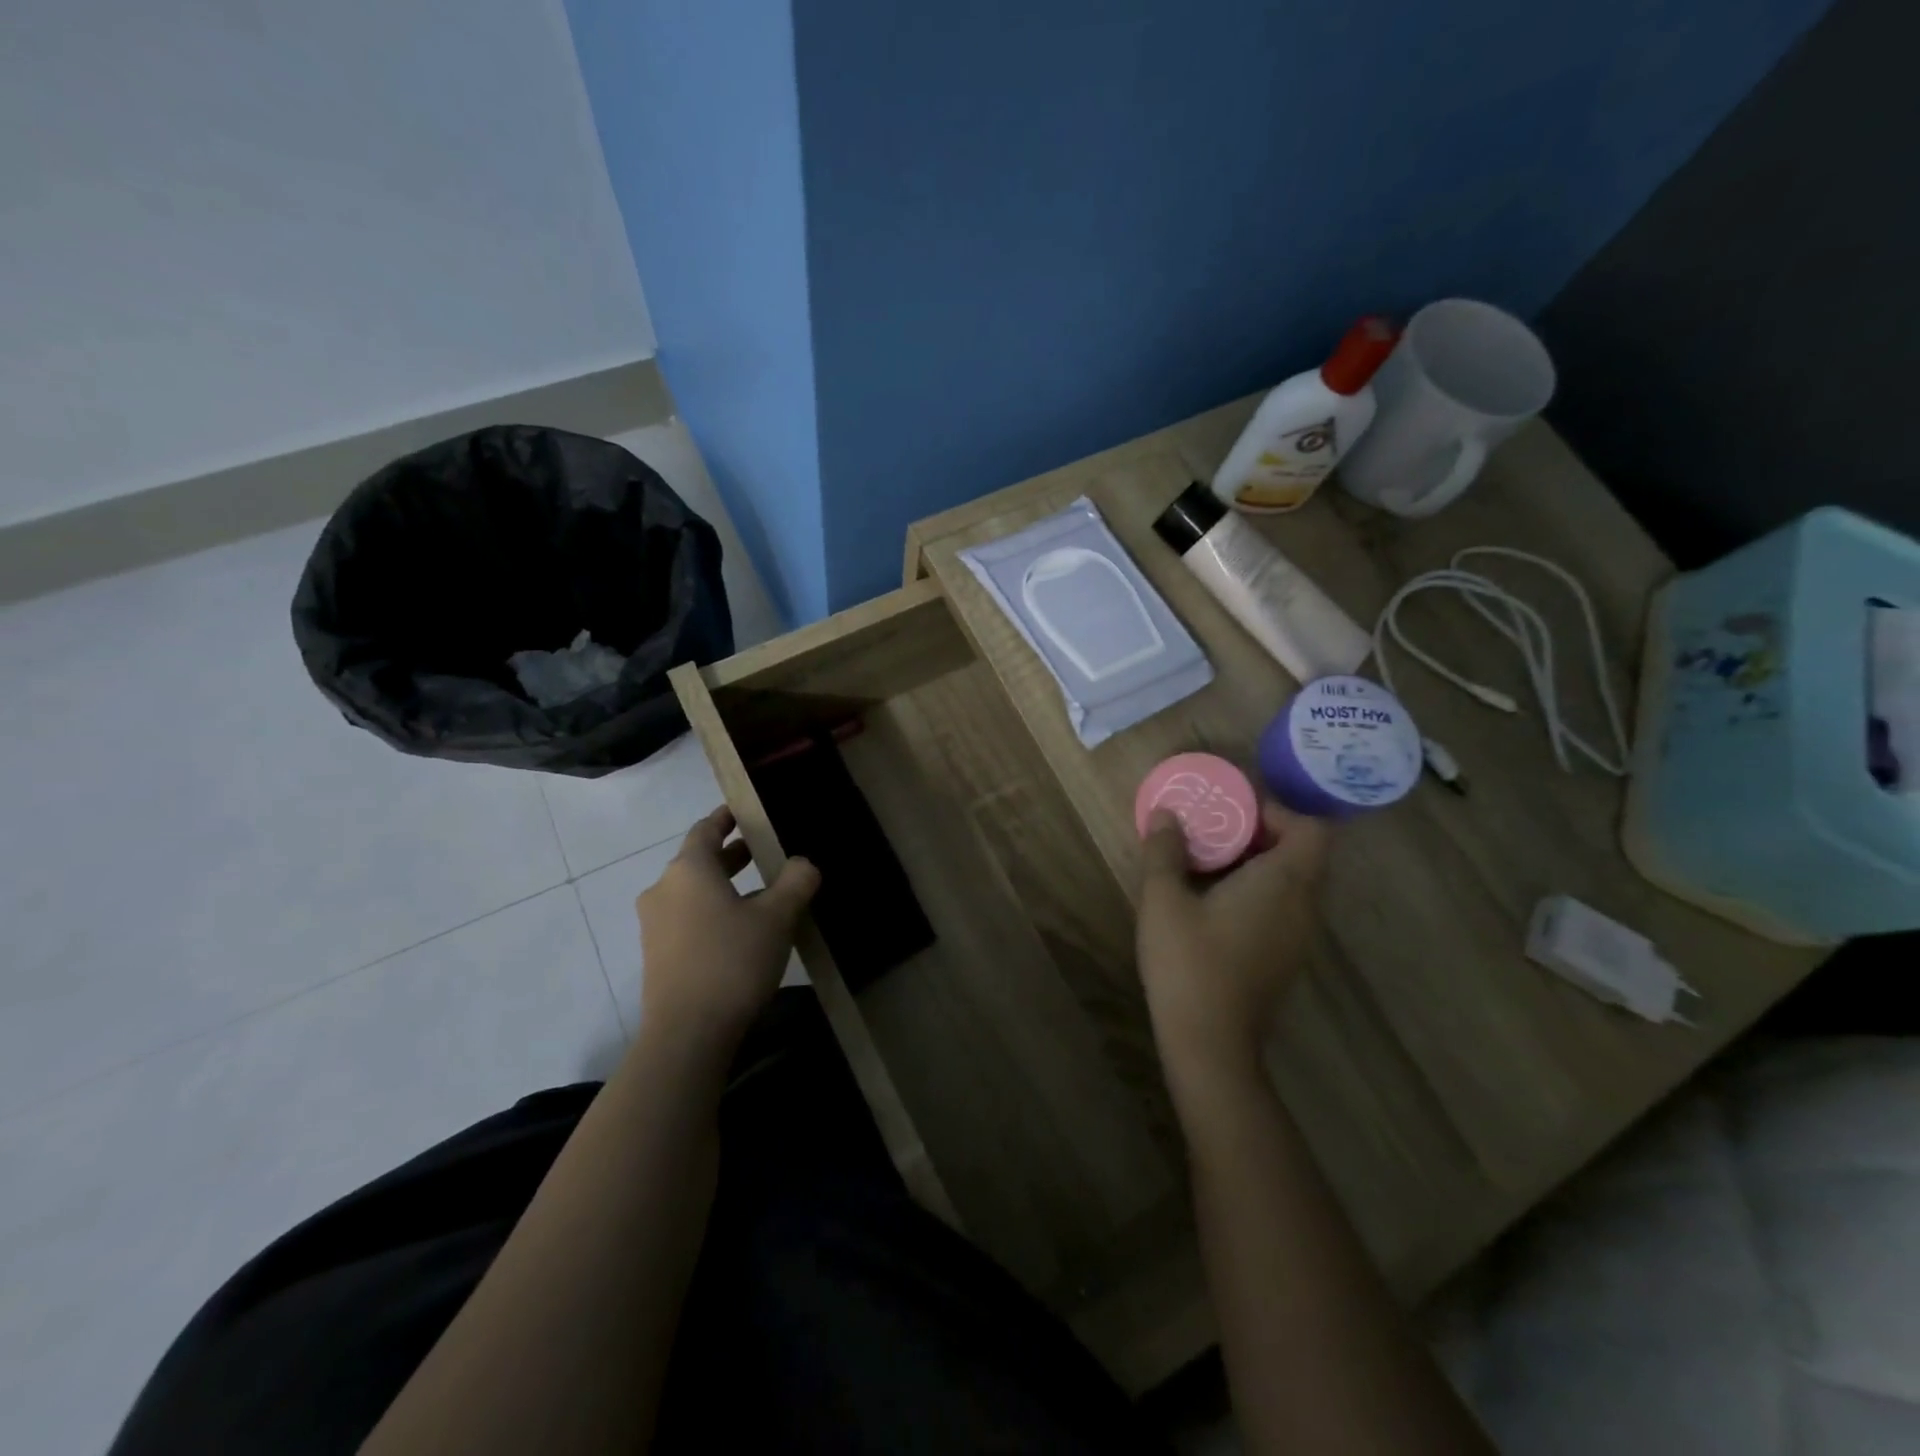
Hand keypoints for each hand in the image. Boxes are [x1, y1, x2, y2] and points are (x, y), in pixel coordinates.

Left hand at [636, 806, 819, 1050]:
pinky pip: (687, 918)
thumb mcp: (777, 917)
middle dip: (730, 854)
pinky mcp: (657, 955)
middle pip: (698, 860)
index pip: (706, 829)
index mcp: (689, 870)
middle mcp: (664, 889)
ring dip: (723, 886)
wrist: (687, 1035)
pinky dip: (712, 911)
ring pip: (693, 892)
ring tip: (760, 892)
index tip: (745, 811)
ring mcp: (655, 925)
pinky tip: (741, 930)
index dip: (726, 817)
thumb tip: (803, 864)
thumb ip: (795, 881)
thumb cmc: (732, 961)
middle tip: (763, 851)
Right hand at [1136, 798, 1330, 1089]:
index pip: (1312, 828)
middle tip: (1214, 830)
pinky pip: (1286, 906)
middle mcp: (1305, 905)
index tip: (1234, 812)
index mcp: (1284, 882)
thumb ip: (1165, 850)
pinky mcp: (1288, 957)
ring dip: (1259, 862)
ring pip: (1294, 880)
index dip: (1278, 810)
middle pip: (1304, 851)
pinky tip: (1215, 902)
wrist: (1210, 1043)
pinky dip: (1260, 890)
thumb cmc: (1188, 963)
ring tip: (1210, 861)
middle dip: (1262, 832)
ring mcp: (1301, 935)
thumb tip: (1164, 814)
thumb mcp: (1163, 899)